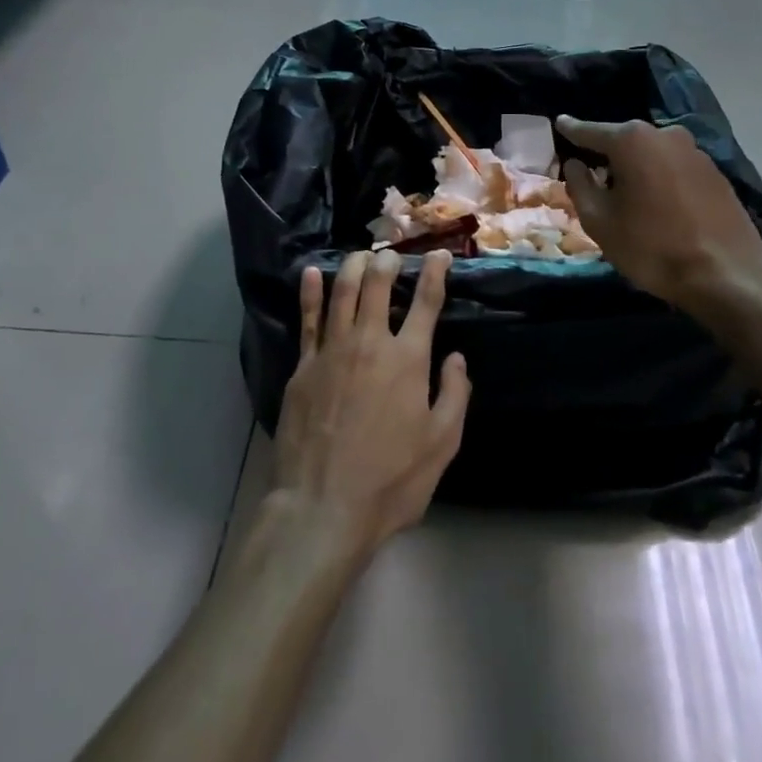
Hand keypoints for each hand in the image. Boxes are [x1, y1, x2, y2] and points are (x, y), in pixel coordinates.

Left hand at [271, 251, 470, 561]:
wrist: (323, 507)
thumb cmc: (391, 480)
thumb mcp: (442, 444)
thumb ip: (455, 394)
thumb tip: (457, 357)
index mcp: (408, 359)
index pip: (426, 302)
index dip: (435, 273)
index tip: (439, 254)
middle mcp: (370, 342)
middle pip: (378, 286)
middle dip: (388, 262)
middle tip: (393, 255)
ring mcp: (332, 351)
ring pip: (342, 292)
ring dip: (353, 267)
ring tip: (360, 255)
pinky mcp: (303, 366)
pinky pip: (307, 319)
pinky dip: (310, 292)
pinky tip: (310, 273)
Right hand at [556, 116, 761, 310]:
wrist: (727, 274)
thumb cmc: (652, 246)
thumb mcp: (600, 221)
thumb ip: (580, 185)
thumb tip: (574, 163)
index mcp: (631, 140)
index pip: (590, 131)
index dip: (572, 129)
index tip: (559, 122)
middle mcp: (664, 134)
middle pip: (624, 140)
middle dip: (606, 153)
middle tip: (590, 171)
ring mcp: (695, 151)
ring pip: (652, 153)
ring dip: (636, 167)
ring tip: (624, 192)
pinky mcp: (715, 172)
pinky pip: (674, 167)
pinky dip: (660, 178)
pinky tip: (657, 202)